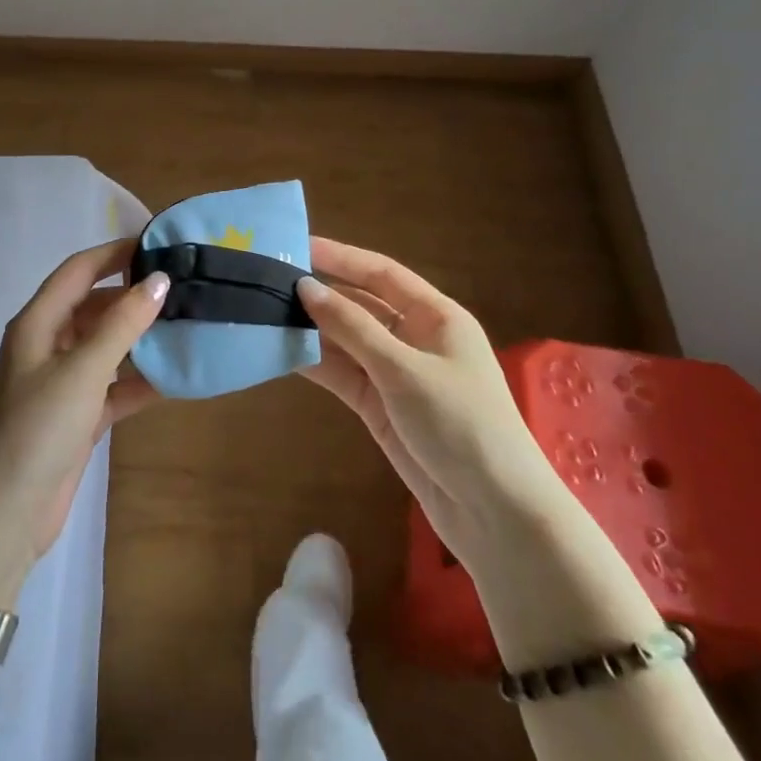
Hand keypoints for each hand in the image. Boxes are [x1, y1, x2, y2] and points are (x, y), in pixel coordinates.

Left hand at [0, 240, 167, 572]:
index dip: (115, 253)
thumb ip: (122, 324)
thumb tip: (159, 279)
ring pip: (107, 346)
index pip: (79, 271)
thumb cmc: (37, 429)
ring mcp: (62, 383)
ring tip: (187, 325)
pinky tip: (175, 377)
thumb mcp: (82, 370)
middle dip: (134, 296)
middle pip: (95, 307)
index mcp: (38, 323)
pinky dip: (139, 380)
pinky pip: (114, 386)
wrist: (4, 515)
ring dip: (141, 338)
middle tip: (183, 289)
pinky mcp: (77, 417)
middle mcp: (49, 345)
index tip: (158, 245)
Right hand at [297, 237, 553, 559]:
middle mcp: (414, 338)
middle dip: (320, 295)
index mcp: (435, 316)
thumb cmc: (461, 424)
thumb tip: (305, 287)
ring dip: (312, 330)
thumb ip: (352, 327)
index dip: (340, 258)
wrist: (494, 513)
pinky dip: (316, 364)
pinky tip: (281, 352)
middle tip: (270, 282)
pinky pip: (343, 374)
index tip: (297, 247)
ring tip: (265, 314)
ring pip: (346, 341)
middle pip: (360, 305)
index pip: (381, 274)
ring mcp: (396, 374)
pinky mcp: (380, 406)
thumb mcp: (404, 370)